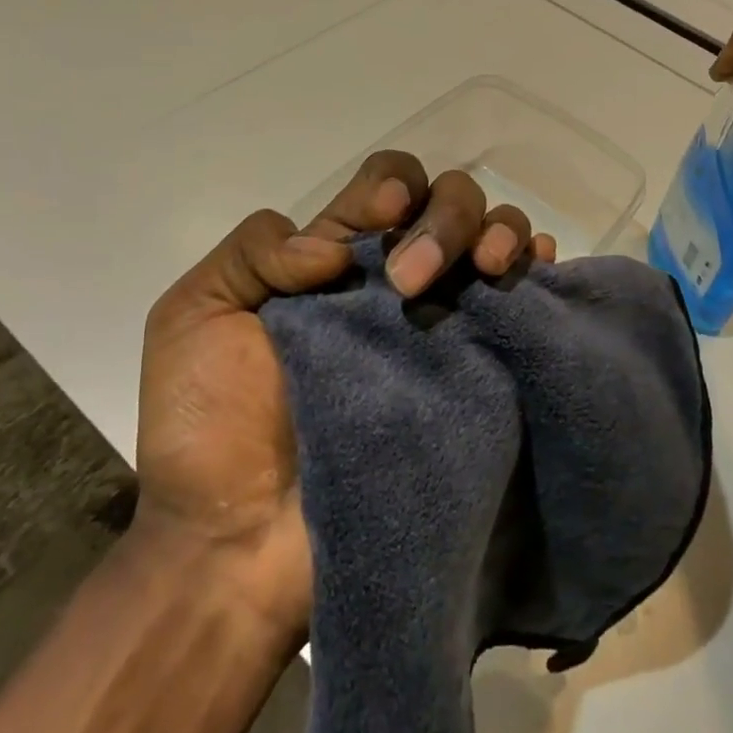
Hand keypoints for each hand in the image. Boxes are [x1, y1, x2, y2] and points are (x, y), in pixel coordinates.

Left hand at [132, 151, 556, 637]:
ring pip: (496, 235)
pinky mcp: (477, 374)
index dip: (394, 185)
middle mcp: (397, 279)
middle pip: (450, 200)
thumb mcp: (193, 315)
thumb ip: (254, 250)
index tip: (383, 219)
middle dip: (447, 216)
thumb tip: (334, 250)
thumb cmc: (206, 431)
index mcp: (337, 257)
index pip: (388, 183)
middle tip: (412, 281)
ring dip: (499, 232)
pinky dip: (538, 271)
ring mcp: (443, 323)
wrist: (238, 549)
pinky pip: (526, 302)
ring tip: (488, 269)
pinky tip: (530, 274)